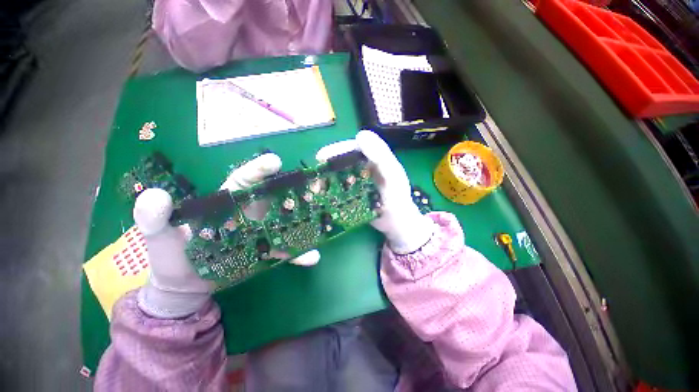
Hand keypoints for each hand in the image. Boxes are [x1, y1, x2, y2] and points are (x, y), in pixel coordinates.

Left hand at [133, 153, 319, 318]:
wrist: (187, 287)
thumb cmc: (172, 259)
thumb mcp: (159, 239)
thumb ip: (155, 219)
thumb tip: (155, 195)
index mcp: (226, 203)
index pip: (244, 181)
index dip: (258, 170)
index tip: (275, 162)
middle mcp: (250, 212)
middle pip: (276, 196)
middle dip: (295, 187)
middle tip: (315, 183)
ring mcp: (262, 232)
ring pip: (288, 221)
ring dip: (306, 219)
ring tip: (322, 219)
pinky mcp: (268, 251)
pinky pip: (287, 249)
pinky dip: (299, 253)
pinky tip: (312, 257)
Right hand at [316, 130, 433, 253]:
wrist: (397, 223)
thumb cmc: (398, 197)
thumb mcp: (392, 175)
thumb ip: (380, 156)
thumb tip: (361, 134)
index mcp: (373, 159)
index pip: (352, 149)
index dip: (337, 151)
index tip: (322, 157)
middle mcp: (363, 168)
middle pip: (342, 162)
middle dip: (327, 167)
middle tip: (315, 175)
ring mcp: (357, 182)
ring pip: (338, 176)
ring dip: (325, 180)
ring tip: (315, 187)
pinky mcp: (353, 195)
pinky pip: (339, 190)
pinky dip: (329, 192)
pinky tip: (321, 196)